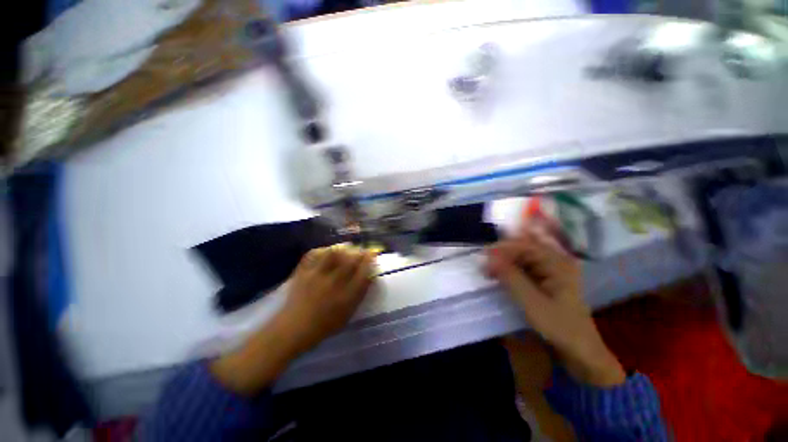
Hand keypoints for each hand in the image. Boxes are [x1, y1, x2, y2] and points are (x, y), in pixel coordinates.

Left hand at [280, 245, 376, 352]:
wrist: (294, 328)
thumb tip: (370, 275)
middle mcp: (333, 283)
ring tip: (345, 249)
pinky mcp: (303, 272)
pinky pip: (314, 254)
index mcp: (346, 296)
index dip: (370, 260)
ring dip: (342, 249)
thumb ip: (360, 294)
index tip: (372, 253)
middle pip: (351, 260)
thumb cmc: (325, 324)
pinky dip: (322, 250)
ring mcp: (316, 276)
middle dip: (359, 252)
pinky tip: (326, 251)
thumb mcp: (348, 313)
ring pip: (333, 253)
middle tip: (360, 251)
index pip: (363, 272)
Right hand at [486, 224, 625, 386]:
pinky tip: (499, 276)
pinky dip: (509, 270)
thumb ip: (510, 277)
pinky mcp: (545, 279)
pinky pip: (523, 267)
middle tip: (484, 266)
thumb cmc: (559, 326)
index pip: (524, 245)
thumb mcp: (532, 302)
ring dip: (503, 262)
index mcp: (556, 262)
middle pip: (522, 249)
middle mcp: (554, 260)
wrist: (580, 350)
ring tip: (488, 271)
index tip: (483, 257)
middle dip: (501, 254)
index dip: (502, 249)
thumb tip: (489, 258)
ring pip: (521, 257)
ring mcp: (550, 269)